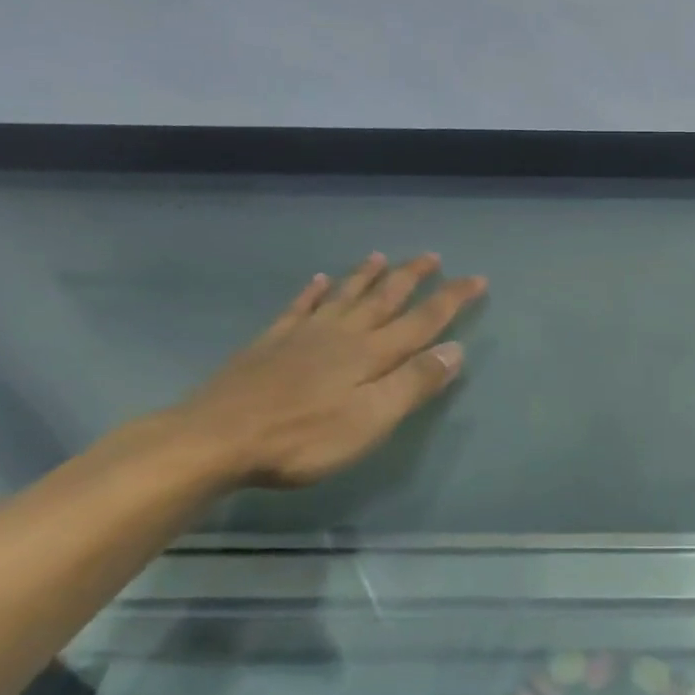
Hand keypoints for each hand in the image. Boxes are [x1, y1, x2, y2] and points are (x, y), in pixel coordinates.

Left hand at [167, 253, 486, 487]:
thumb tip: (456, 350)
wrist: (217, 438)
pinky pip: (298, 308)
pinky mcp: (270, 344)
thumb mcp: (372, 418)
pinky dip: (312, 292)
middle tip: (432, 256)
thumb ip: (414, 383)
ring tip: (381, 256)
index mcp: (372, 353)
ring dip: (366, 276)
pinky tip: (316, 280)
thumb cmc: (305, 437)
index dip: (452, 300)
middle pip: (384, 298)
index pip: (423, 320)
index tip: (477, 278)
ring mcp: (303, 335)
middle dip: (412, 277)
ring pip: (344, 296)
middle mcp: (343, 334)